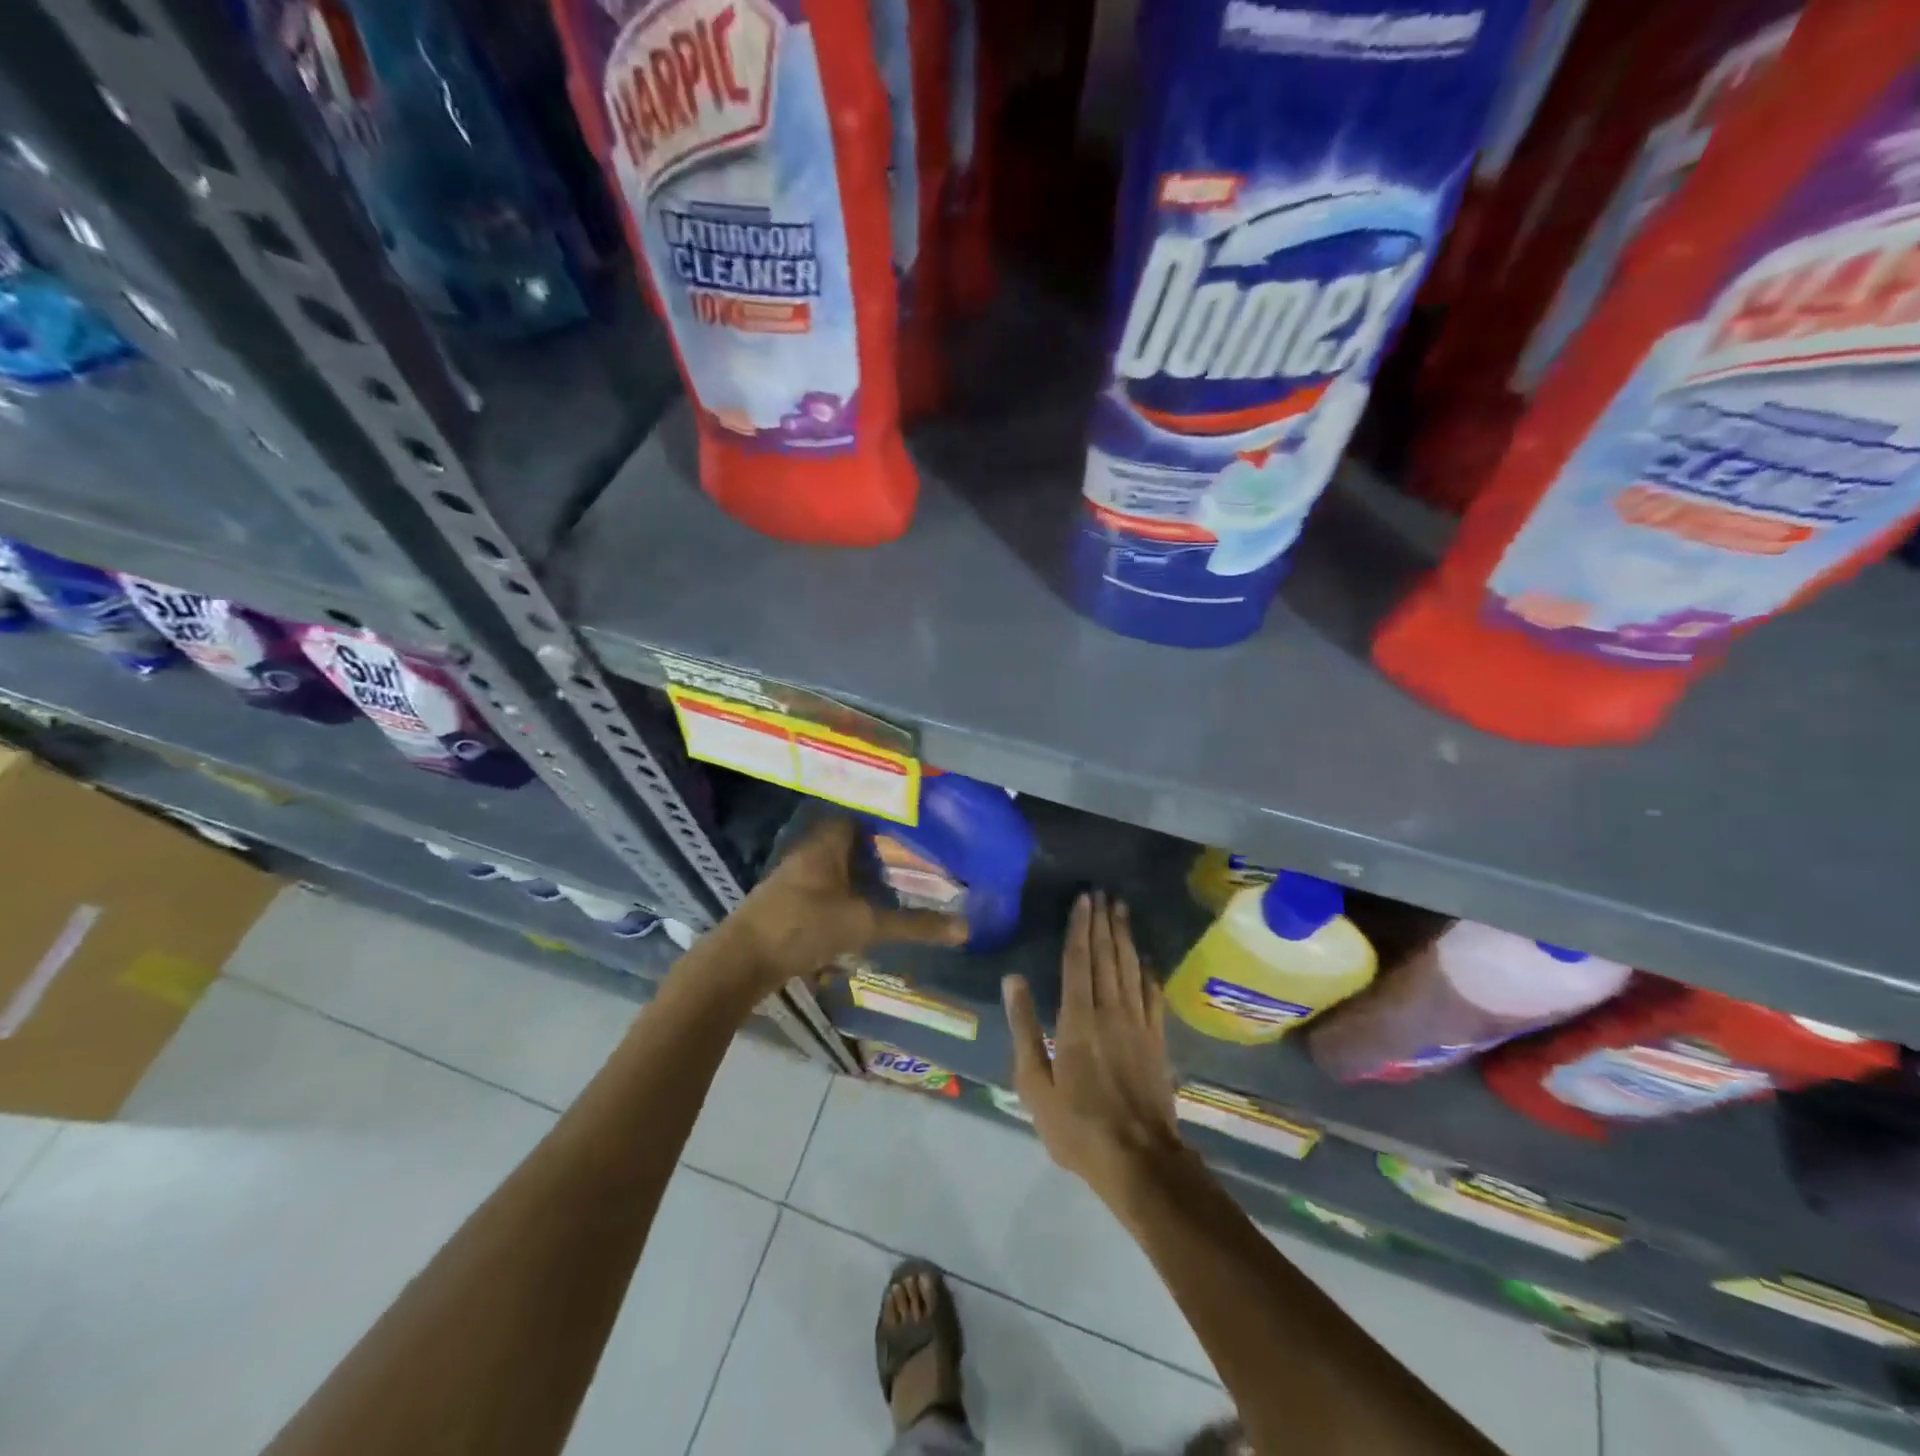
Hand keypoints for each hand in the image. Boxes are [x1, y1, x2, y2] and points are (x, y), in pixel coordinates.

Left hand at [716, 817, 966, 997]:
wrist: (740, 963)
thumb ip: (912, 925)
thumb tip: (964, 928)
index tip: (921, 830)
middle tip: (918, 861)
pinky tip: (866, 912)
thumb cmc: (803, 927)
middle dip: (882, 851)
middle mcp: (810, 852)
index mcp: (827, 843)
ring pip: (838, 867)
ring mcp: (795, 877)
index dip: (890, 820)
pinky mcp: (787, 902)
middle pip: (852, 842)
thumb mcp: (863, 925)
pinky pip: (827, 888)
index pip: (863, 815)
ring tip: (899, 886)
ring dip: (864, 876)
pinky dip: (848, 895)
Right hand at [1003, 892, 1184, 1205]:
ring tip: (1122, 911)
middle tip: (1103, 894)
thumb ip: (1025, 1028)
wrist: (1140, 1160)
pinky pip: (1152, 996)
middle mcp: (1109, 1012)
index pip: (1078, 961)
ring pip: (1130, 969)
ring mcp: (1137, 1025)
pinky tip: (1146, 959)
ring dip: (1125, 938)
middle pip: (1106, 957)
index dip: (1080, 928)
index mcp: (1077, 1019)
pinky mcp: (1156, 1041)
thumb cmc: (1077, 1126)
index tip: (1083, 899)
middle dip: (1103, 923)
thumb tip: (1013, 980)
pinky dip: (1147, 972)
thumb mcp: (1034, 1084)